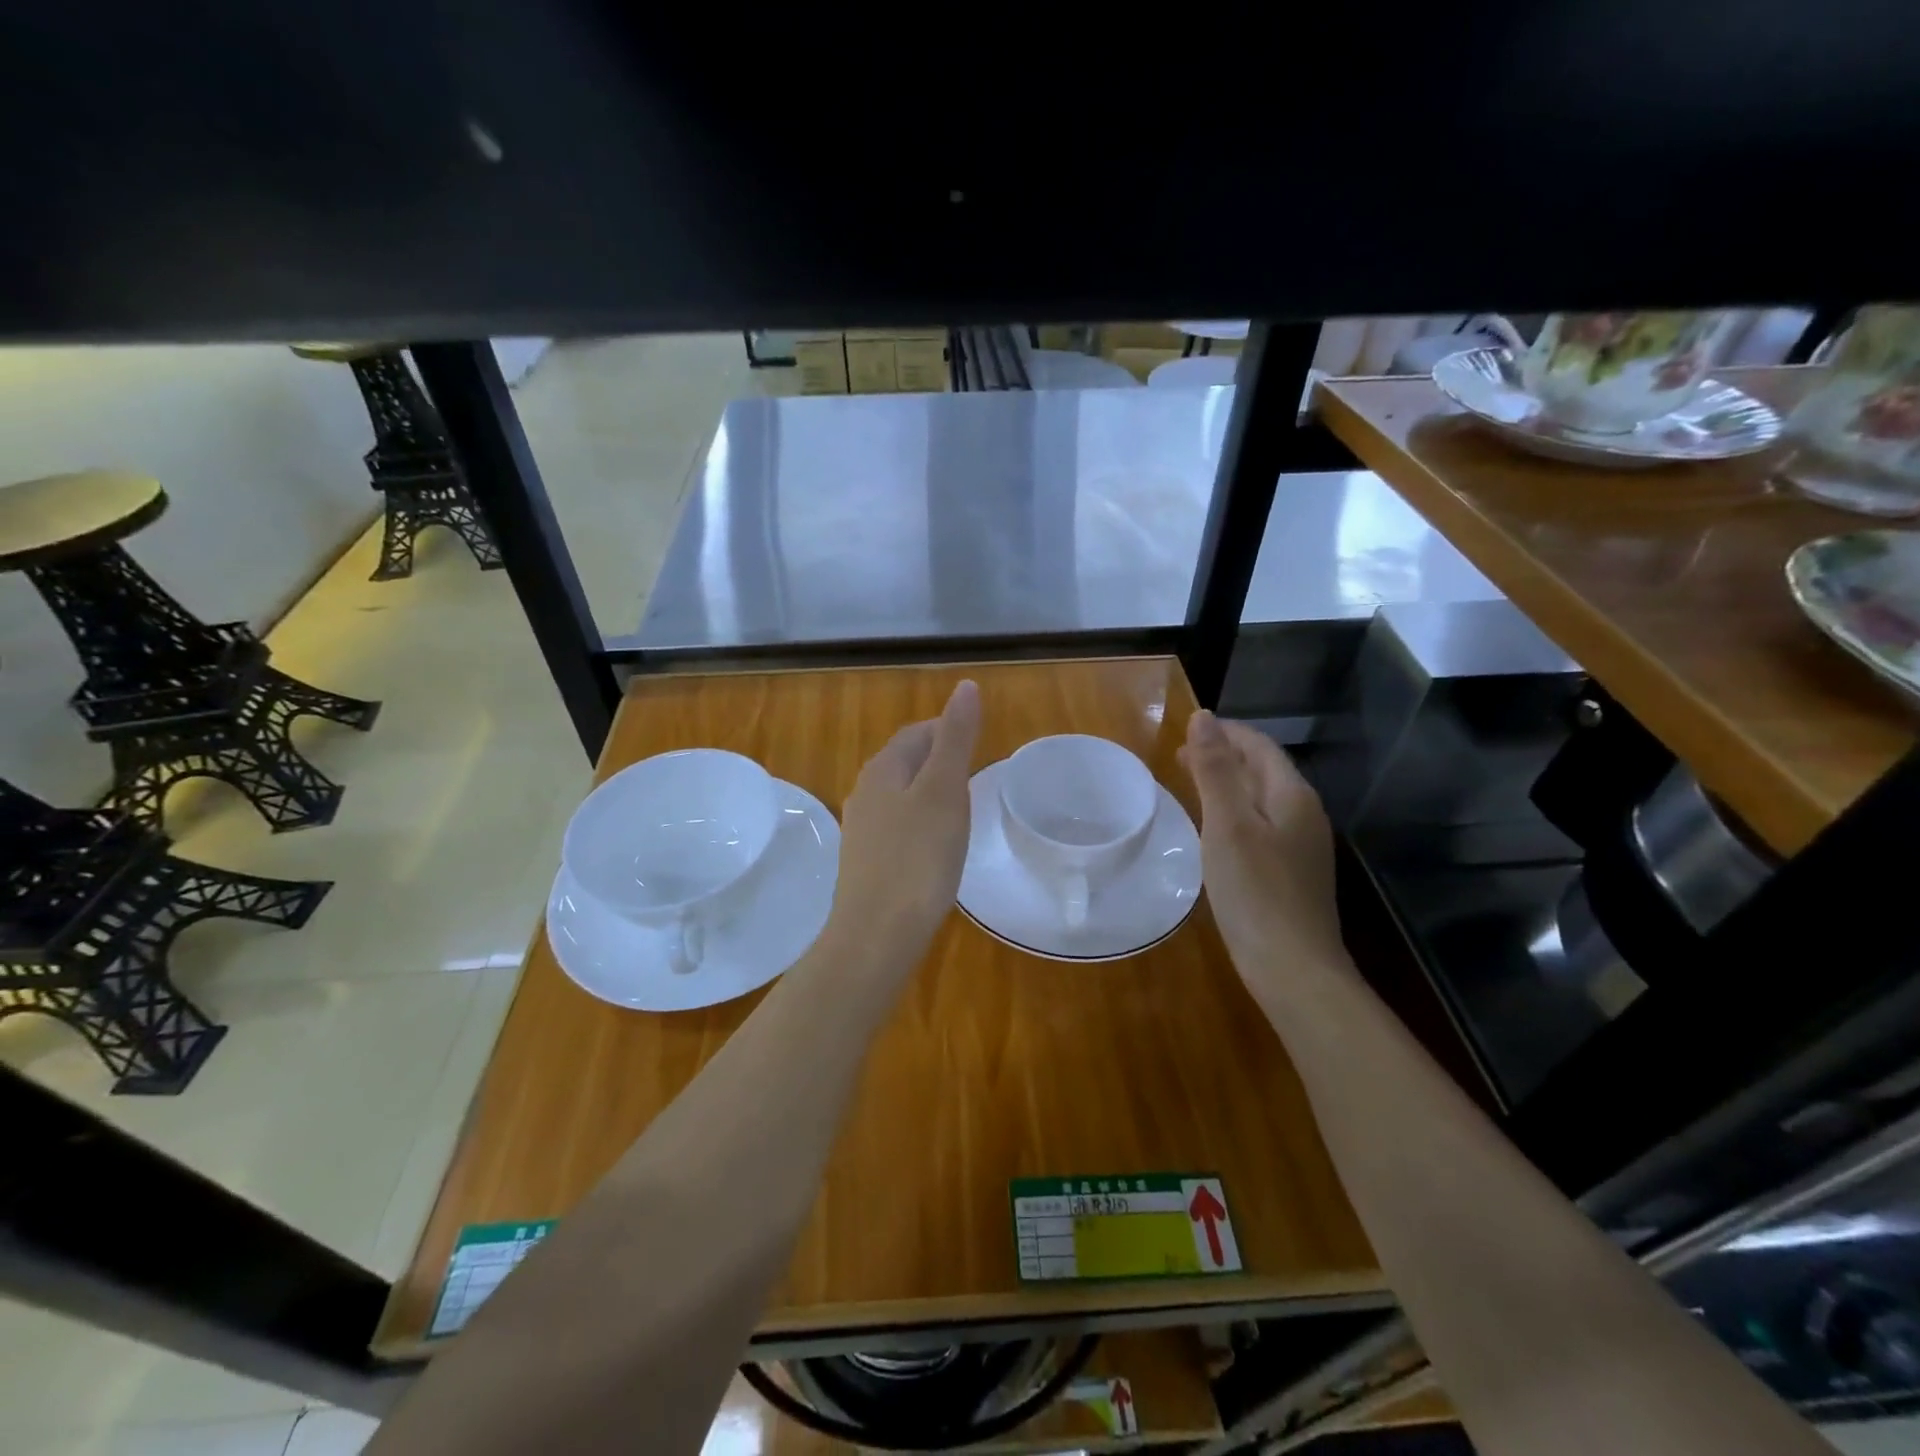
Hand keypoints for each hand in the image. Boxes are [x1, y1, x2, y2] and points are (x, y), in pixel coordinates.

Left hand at [827, 680, 981, 967]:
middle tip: (976, 772)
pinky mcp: (866, 861)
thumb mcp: (945, 790)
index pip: (917, 732)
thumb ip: (956, 738)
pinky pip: (897, 826)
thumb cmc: (918, 857)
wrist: (877, 934)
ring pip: (900, 795)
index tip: (979, 742)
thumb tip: (966, 686)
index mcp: (883, 770)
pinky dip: (921, 822)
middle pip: (905, 761)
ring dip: (929, 791)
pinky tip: (937, 844)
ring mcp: (862, 830)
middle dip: (938, 758)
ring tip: (962, 806)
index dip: (947, 729)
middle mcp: (865, 793)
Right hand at [1178, 710, 1347, 973]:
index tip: (1187, 731)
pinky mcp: (1292, 874)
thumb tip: (1203, 717)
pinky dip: (1235, 814)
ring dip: (1229, 785)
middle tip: (1181, 758)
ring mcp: (1302, 847)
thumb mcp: (1227, 825)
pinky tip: (1215, 832)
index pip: (1259, 747)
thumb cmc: (1255, 892)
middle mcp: (1304, 814)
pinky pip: (1261, 827)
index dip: (1225, 733)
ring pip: (1262, 800)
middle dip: (1224, 757)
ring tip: (1192, 786)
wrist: (1293, 969)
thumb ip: (1215, 770)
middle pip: (1263, 771)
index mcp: (1292, 796)